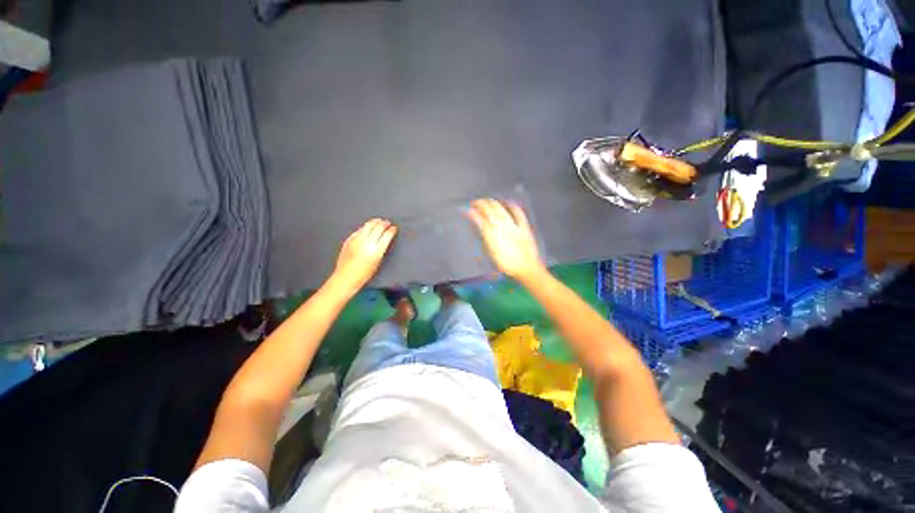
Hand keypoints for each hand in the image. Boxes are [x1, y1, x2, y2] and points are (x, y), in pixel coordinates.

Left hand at [331, 218, 397, 293]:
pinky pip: (359, 230)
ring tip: (379, 221)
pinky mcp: (349, 239)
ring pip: (368, 225)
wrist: (346, 277)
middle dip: (384, 224)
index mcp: (376, 250)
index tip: (394, 228)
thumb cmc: (364, 274)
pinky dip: (365, 227)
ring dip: (375, 222)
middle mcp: (366, 242)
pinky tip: (367, 227)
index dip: (392, 230)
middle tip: (388, 222)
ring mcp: (356, 240)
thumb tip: (385, 239)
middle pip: (378, 227)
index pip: (387, 234)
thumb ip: (381, 249)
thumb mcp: (378, 262)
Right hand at [467, 199, 545, 280]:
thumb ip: (484, 235)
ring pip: (500, 208)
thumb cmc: (506, 263)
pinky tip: (508, 202)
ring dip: (492, 203)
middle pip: (489, 209)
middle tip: (475, 203)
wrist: (526, 267)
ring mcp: (513, 223)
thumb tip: (478, 223)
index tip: (467, 209)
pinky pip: (517, 212)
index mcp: (491, 233)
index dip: (472, 212)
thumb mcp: (491, 251)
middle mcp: (501, 225)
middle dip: (480, 204)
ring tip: (487, 201)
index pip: (479, 218)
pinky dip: (512, 206)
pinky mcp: (523, 224)